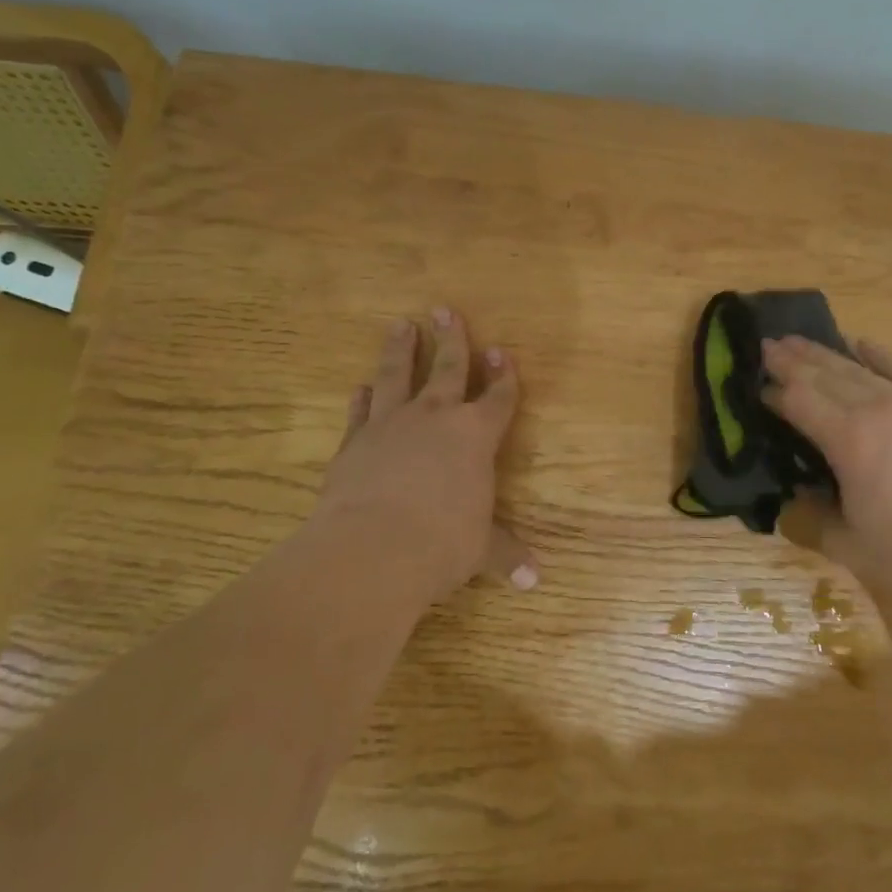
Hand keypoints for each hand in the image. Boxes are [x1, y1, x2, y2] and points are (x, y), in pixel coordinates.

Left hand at [315, 309, 536, 607]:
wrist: (373, 549)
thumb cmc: (442, 543)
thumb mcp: (481, 550)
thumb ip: (506, 555)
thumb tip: (536, 581)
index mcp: (476, 436)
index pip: (499, 398)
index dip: (504, 376)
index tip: (502, 353)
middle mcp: (436, 418)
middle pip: (449, 368)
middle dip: (453, 340)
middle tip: (445, 310)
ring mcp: (392, 425)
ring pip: (397, 375)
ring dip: (400, 350)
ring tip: (401, 324)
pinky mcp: (356, 441)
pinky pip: (362, 411)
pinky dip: (362, 398)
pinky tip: (360, 387)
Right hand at [762, 334, 891, 602]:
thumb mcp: (848, 546)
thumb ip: (811, 520)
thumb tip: (793, 499)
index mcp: (848, 441)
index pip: (800, 402)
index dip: (775, 392)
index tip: (757, 385)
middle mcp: (878, 410)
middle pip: (825, 376)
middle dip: (792, 360)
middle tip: (768, 343)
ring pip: (860, 370)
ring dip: (826, 354)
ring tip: (799, 339)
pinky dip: (881, 357)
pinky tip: (862, 342)